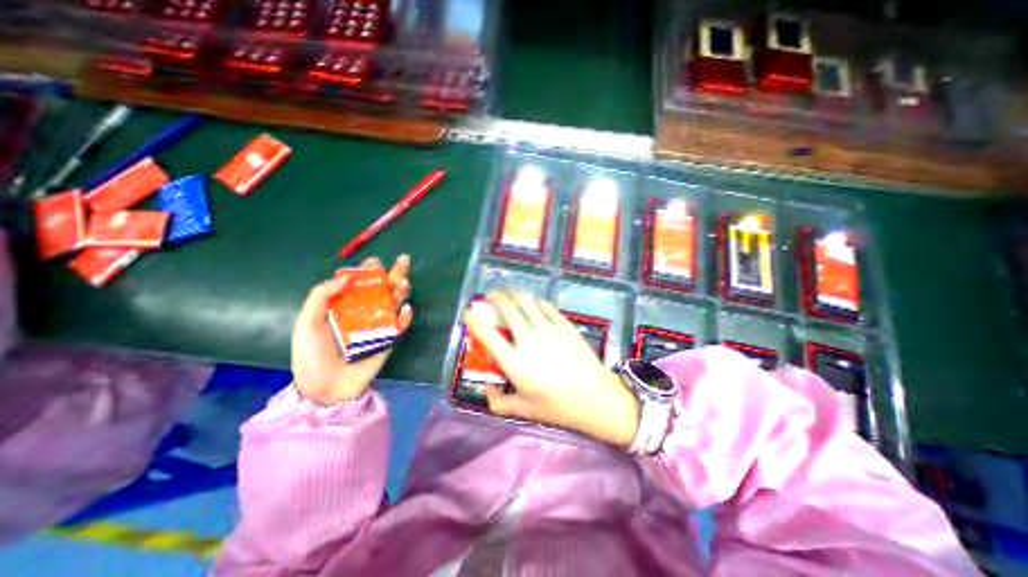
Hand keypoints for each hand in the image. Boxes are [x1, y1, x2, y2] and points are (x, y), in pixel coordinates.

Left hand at [288, 255, 412, 402]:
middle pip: (383, 290)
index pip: (360, 283)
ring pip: (394, 304)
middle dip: (394, 274)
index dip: (368, 271)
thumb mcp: (307, 322)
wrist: (324, 388)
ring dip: (401, 292)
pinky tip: (405, 309)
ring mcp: (378, 326)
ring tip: (403, 282)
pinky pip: (399, 326)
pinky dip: (405, 318)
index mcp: (345, 306)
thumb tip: (345, 277)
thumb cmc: (312, 354)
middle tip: (404, 260)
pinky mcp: (388, 340)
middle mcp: (364, 312)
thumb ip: (321, 296)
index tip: (374, 261)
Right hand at [466, 291, 638, 447]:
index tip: (468, 312)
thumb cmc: (557, 407)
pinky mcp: (564, 324)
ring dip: (513, 294)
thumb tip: (487, 388)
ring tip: (508, 295)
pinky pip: (545, 305)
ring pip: (526, 300)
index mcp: (514, 363)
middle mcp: (528, 340)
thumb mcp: (522, 410)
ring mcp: (548, 329)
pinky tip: (531, 303)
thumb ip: (498, 402)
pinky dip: (533, 301)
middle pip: (507, 308)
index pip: (486, 334)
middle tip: (490, 296)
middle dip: (494, 297)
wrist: (595, 398)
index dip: (473, 319)